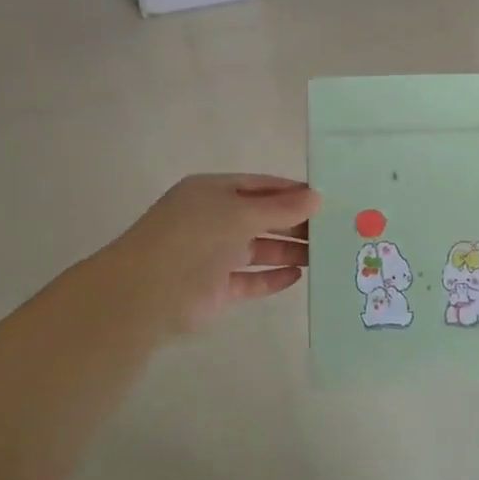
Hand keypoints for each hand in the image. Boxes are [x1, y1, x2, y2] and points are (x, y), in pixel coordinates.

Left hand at [102, 174, 318, 336]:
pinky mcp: (216, 289)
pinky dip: (272, 277)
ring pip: (258, 249)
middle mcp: (212, 220)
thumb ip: (279, 208)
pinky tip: (298, 275)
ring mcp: (213, 256)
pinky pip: (250, 279)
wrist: (146, 293)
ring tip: (324, 253)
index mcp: (211, 192)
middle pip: (261, 218)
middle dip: (294, 222)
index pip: (258, 186)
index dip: (290, 191)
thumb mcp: (240, 214)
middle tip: (332, 229)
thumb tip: (316, 197)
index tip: (325, 198)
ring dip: (288, 250)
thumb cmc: (193, 238)